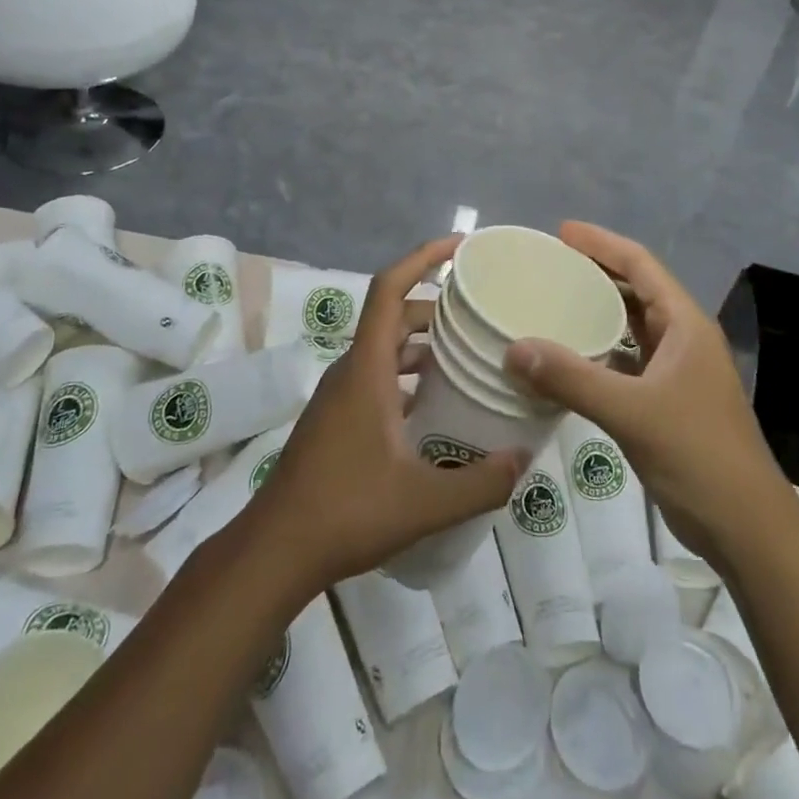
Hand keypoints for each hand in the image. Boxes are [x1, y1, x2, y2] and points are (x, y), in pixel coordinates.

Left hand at [250, 238, 525, 593]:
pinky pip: (379, 377)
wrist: (274, 551)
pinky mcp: (338, 419)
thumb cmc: (345, 512)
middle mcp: (351, 371)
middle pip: (394, 317)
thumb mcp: (423, 502)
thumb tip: (524, 459)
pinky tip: (437, 409)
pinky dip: (409, 377)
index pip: (389, 288)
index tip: (460, 247)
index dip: (422, 257)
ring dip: (424, 346)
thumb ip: (480, 483)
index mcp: (366, 368)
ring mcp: (341, 395)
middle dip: (437, 309)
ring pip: (386, 350)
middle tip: (482, 319)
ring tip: (469, 361)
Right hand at [502, 222, 780, 570]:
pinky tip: (569, 359)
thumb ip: (572, 379)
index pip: (641, 265)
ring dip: (597, 313)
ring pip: (632, 327)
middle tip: (549, 265)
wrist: (747, 527)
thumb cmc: (698, 455)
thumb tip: (514, 348)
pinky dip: (599, 352)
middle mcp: (683, 338)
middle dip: (596, 273)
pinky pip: (627, 361)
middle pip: (636, 290)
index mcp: (685, 325)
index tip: (561, 232)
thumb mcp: (632, 412)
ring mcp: (678, 371)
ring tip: (553, 303)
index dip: (602, 243)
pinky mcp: (668, 401)